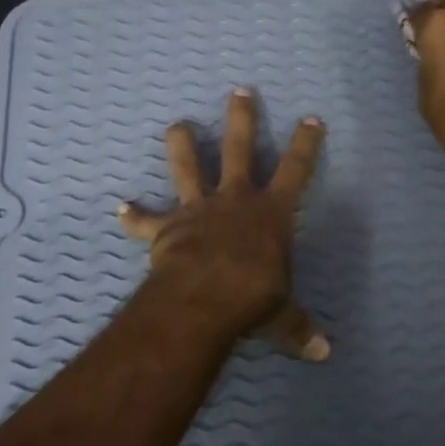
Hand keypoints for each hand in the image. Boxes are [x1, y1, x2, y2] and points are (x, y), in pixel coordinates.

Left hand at [118, 88, 330, 359]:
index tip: (311, 118)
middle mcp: (235, 200)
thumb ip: (298, 328)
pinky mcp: (167, 228)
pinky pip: (146, 220)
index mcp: (271, 213)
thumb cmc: (252, 297)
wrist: (203, 299)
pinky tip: (120, 208)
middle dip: (242, 118)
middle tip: (239, 91)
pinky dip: (134, 216)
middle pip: (239, 148)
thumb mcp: (281, 313)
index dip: (305, 144)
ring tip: (177, 124)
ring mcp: (198, 209)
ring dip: (182, 144)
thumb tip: (323, 354)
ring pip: (188, 166)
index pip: (296, 170)